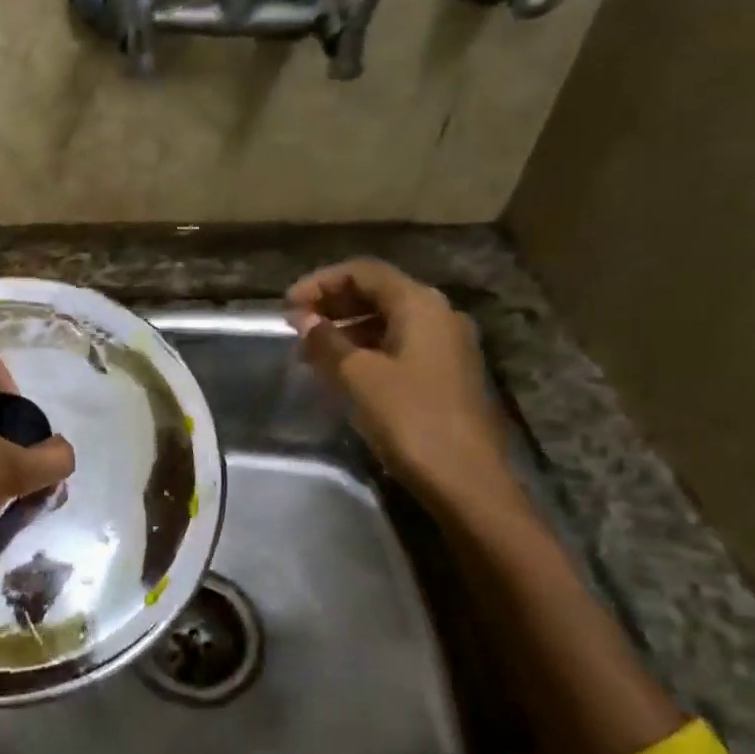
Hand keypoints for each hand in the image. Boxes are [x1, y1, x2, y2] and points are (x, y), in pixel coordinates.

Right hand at [286, 259, 510, 505]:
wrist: (467, 481)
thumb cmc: (411, 419)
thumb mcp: (358, 377)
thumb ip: (326, 341)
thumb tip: (302, 318)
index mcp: (420, 304)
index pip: (363, 272)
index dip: (321, 282)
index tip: (287, 306)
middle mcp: (438, 314)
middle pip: (378, 292)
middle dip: (333, 304)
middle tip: (296, 325)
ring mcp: (447, 345)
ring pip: (388, 319)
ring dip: (348, 327)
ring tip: (311, 350)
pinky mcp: (447, 373)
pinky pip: (400, 344)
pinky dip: (367, 348)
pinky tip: (342, 370)